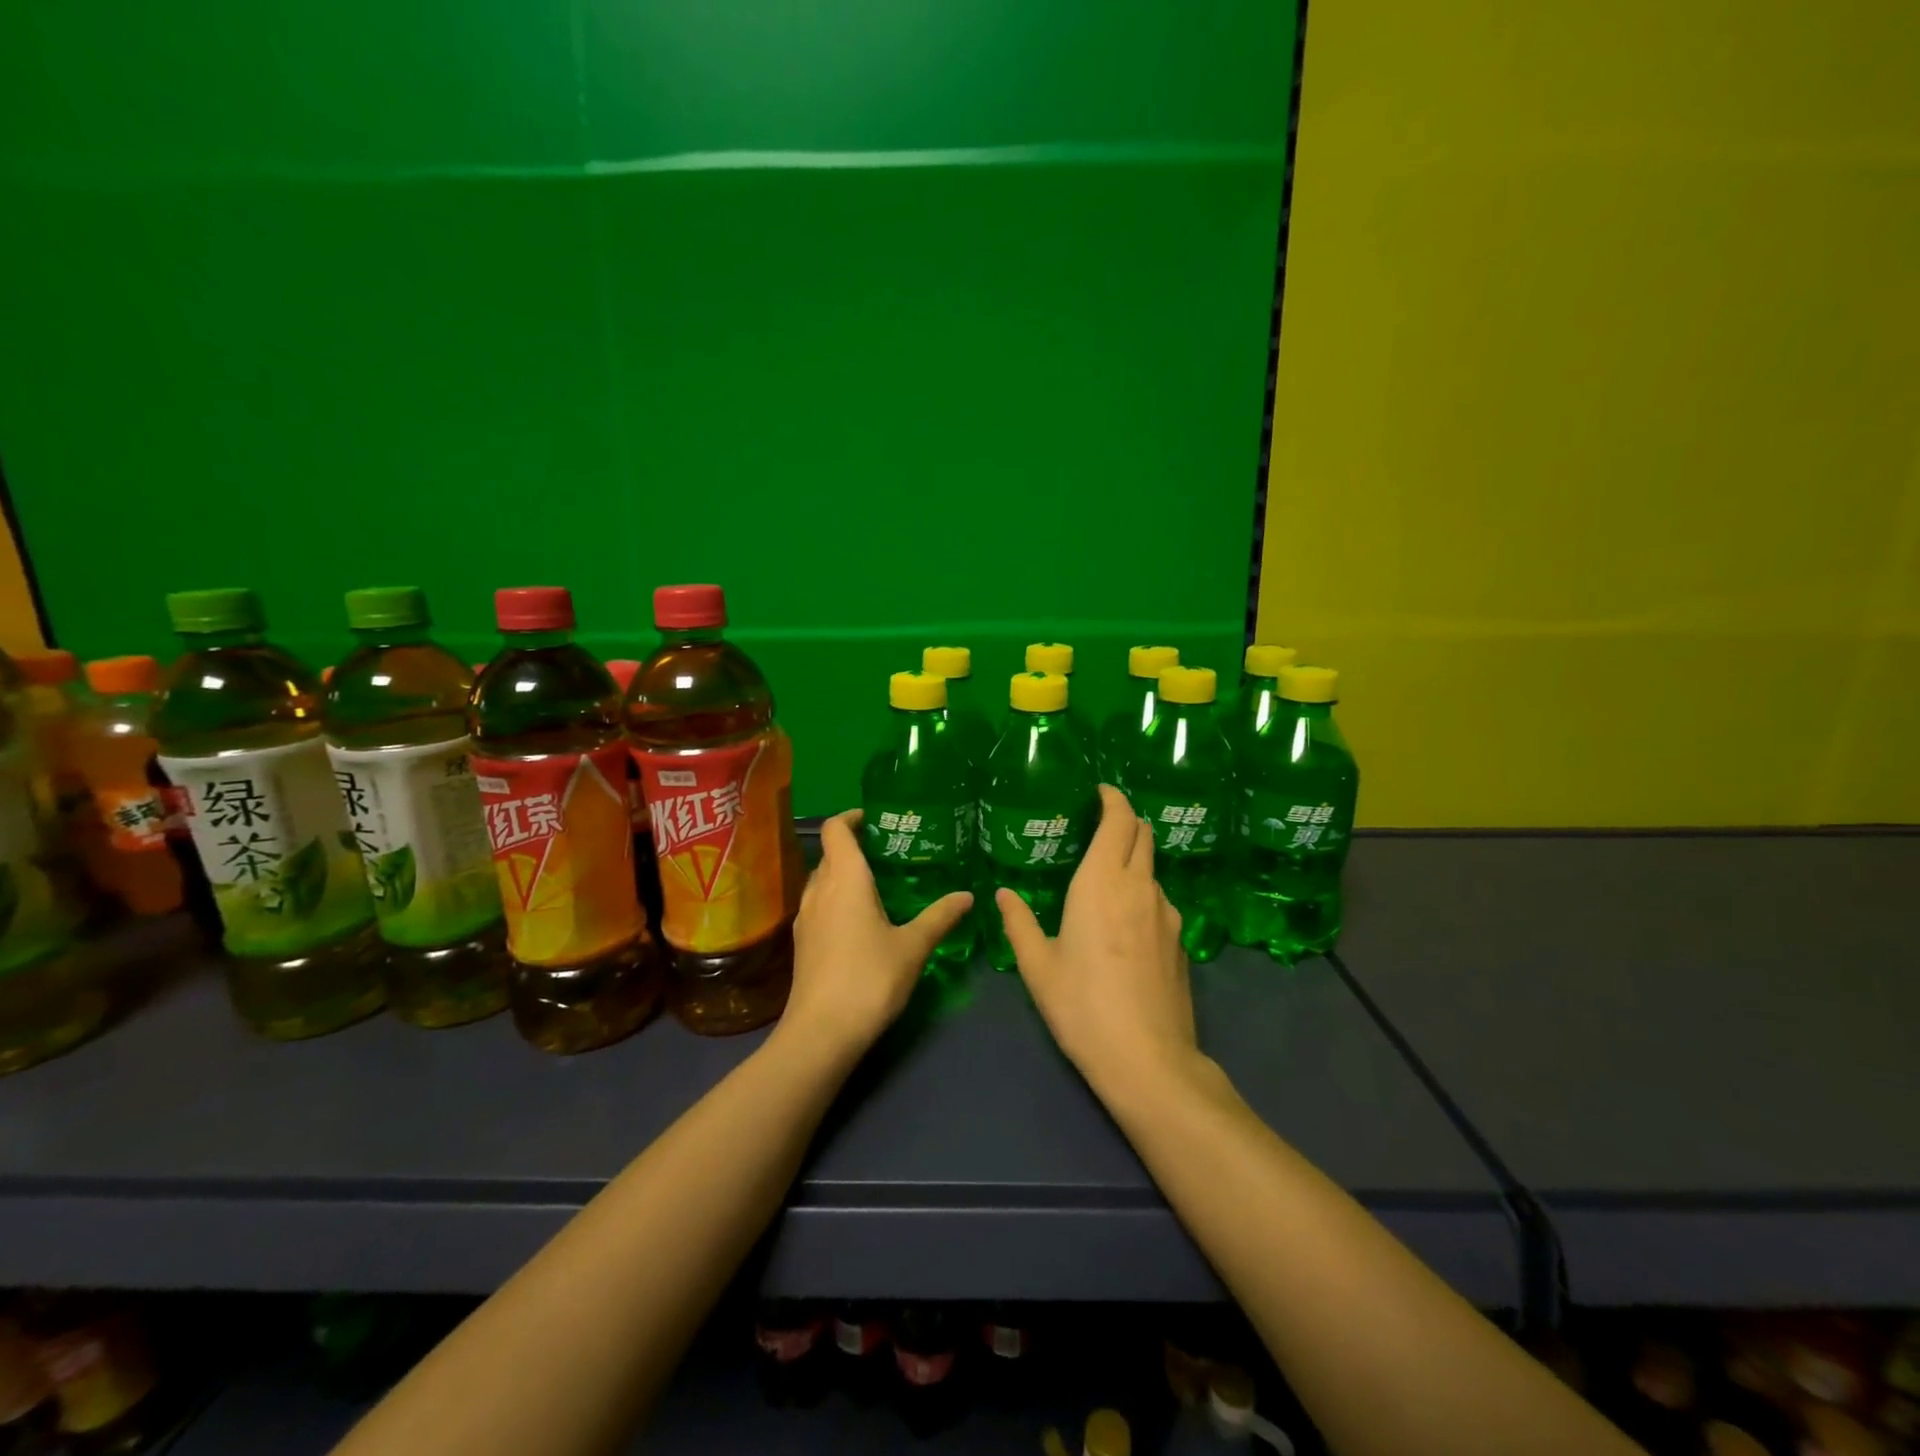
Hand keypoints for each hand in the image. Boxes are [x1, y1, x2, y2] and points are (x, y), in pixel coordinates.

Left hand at [783, 810, 972, 1059]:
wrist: (821, 1033)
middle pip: (831, 854)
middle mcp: (819, 890)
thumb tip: (967, 895)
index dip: (852, 817)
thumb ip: (940, 917)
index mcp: (844, 879)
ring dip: (846, 875)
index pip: (836, 829)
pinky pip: (820, 905)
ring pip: (823, 881)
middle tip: (892, 852)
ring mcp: (806, 918)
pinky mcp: (802, 943)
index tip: (878, 819)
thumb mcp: (913, 946)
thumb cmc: (869, 979)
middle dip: (856, 847)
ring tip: (881, 885)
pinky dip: (838, 900)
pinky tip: (863, 921)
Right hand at [997, 785, 1198, 1095]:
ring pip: (1152, 869)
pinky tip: (1124, 924)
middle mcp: (1140, 887)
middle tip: (1099, 825)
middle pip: (1143, 835)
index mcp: (1102, 883)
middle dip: (1125, 820)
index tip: (1100, 791)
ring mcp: (1167, 914)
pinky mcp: (1182, 941)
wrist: (1148, 1060)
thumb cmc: (1082, 1007)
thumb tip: (1003, 894)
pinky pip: (1160, 901)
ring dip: (1133, 859)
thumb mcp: (1038, 966)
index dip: (1112, 799)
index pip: (1119, 820)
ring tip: (1105, 879)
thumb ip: (1019, 923)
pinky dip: (1142, 893)